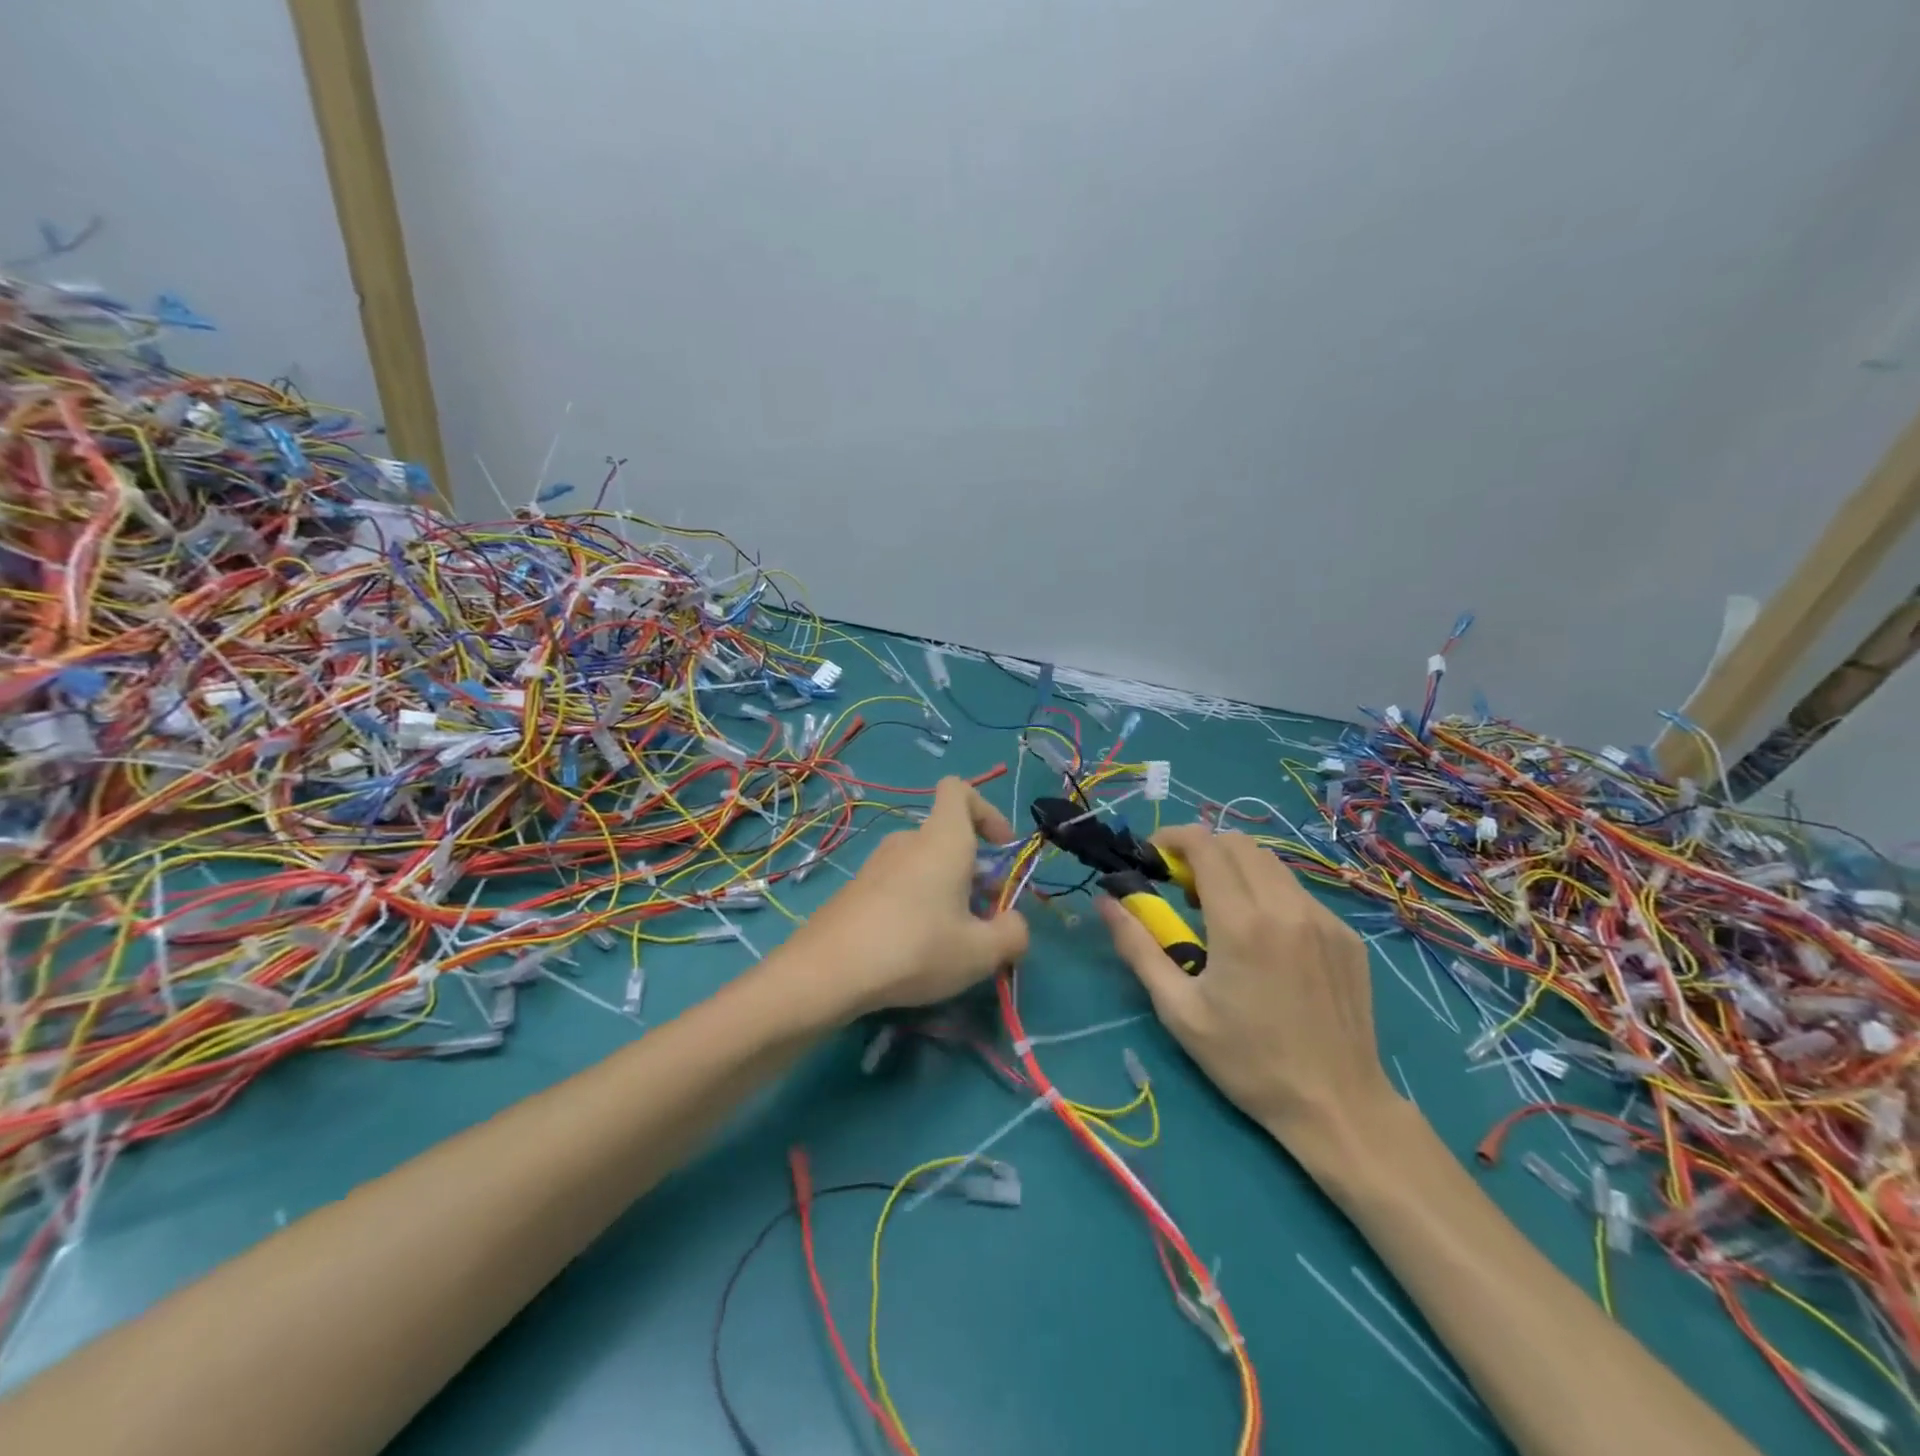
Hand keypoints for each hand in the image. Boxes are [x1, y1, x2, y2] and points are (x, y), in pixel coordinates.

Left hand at [788, 777, 1028, 1019]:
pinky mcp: (856, 889)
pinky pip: (899, 884)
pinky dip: (916, 904)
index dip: (987, 810)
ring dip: (945, 890)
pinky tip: (913, 948)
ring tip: (951, 939)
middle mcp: (908, 841)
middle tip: (984, 915)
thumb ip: (1012, 934)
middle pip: (947, 836)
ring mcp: (876, 864)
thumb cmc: (915, 948)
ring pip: (924, 864)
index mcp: (943, 840)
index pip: (959, 790)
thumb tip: (1013, 925)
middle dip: (973, 869)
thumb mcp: (981, 952)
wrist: (828, 971)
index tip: (1001, 848)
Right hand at [1097, 824, 1397, 1152]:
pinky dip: (1268, 893)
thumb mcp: (1178, 1009)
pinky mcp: (1346, 935)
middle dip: (1202, 850)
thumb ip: (1138, 946)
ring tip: (1219, 911)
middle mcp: (1286, 906)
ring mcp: (1324, 918)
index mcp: (1241, 923)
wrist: (1338, 1107)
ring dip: (1235, 869)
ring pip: (1270, 863)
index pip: (1205, 844)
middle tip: (1182, 889)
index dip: (1172, 837)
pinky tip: (1263, 938)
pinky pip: (1297, 891)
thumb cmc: (1247, 1061)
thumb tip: (1106, 900)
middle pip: (1237, 843)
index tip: (1153, 856)